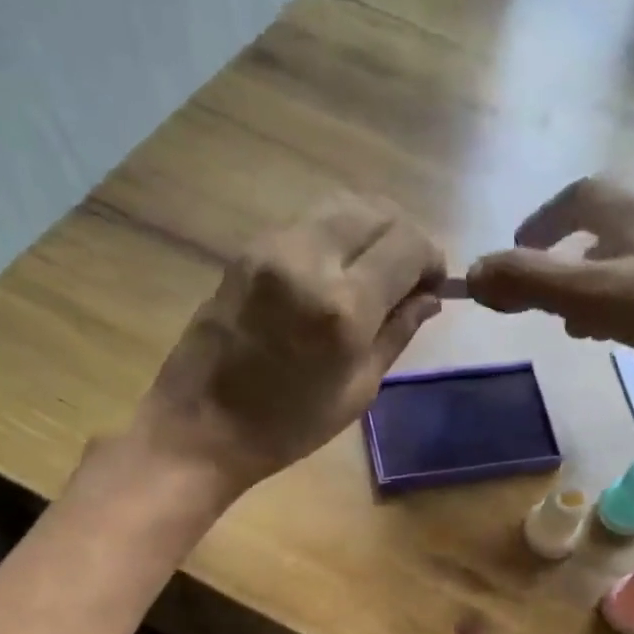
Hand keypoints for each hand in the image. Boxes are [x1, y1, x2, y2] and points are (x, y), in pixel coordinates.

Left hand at [138, 195, 444, 490]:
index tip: (433, 287)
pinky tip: (336, 273)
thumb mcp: (358, 390)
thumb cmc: (288, 427)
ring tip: (374, 272)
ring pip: (342, 205)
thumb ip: (397, 333)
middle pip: (378, 211)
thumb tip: (430, 298)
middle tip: (407, 277)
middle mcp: (310, 259)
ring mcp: (272, 246)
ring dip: (371, 230)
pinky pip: (308, 222)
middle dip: (405, 237)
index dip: (432, 259)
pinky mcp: (248, 249)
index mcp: (344, 306)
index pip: (409, 244)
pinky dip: (336, 235)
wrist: (200, 427)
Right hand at [465, 177, 633, 407]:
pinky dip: (616, 309)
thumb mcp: (590, 292)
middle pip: (601, 230)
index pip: (578, 197)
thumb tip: (471, 276)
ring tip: (570, 324)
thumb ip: (529, 282)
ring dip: (589, 287)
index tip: (518, 249)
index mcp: (628, 215)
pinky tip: (613, 337)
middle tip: (539, 291)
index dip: (543, 220)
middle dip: (563, 257)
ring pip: (622, 264)